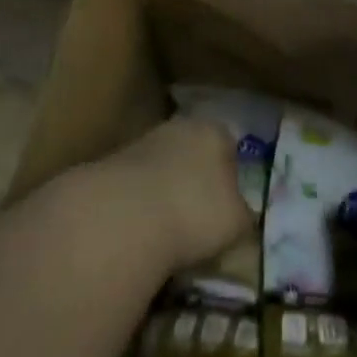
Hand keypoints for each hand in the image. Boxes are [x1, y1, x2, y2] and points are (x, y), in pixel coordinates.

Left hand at [91, 117, 252, 273]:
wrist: (125, 216)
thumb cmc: (196, 213)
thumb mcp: (238, 223)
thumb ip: (243, 215)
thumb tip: (241, 217)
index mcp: (215, 131)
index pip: (230, 146)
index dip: (231, 175)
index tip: (229, 205)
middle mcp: (180, 126)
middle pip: (194, 153)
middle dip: (197, 180)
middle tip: (200, 218)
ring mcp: (143, 142)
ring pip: (164, 167)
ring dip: (167, 192)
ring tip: (170, 230)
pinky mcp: (113, 164)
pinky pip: (138, 185)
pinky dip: (141, 203)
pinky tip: (143, 230)